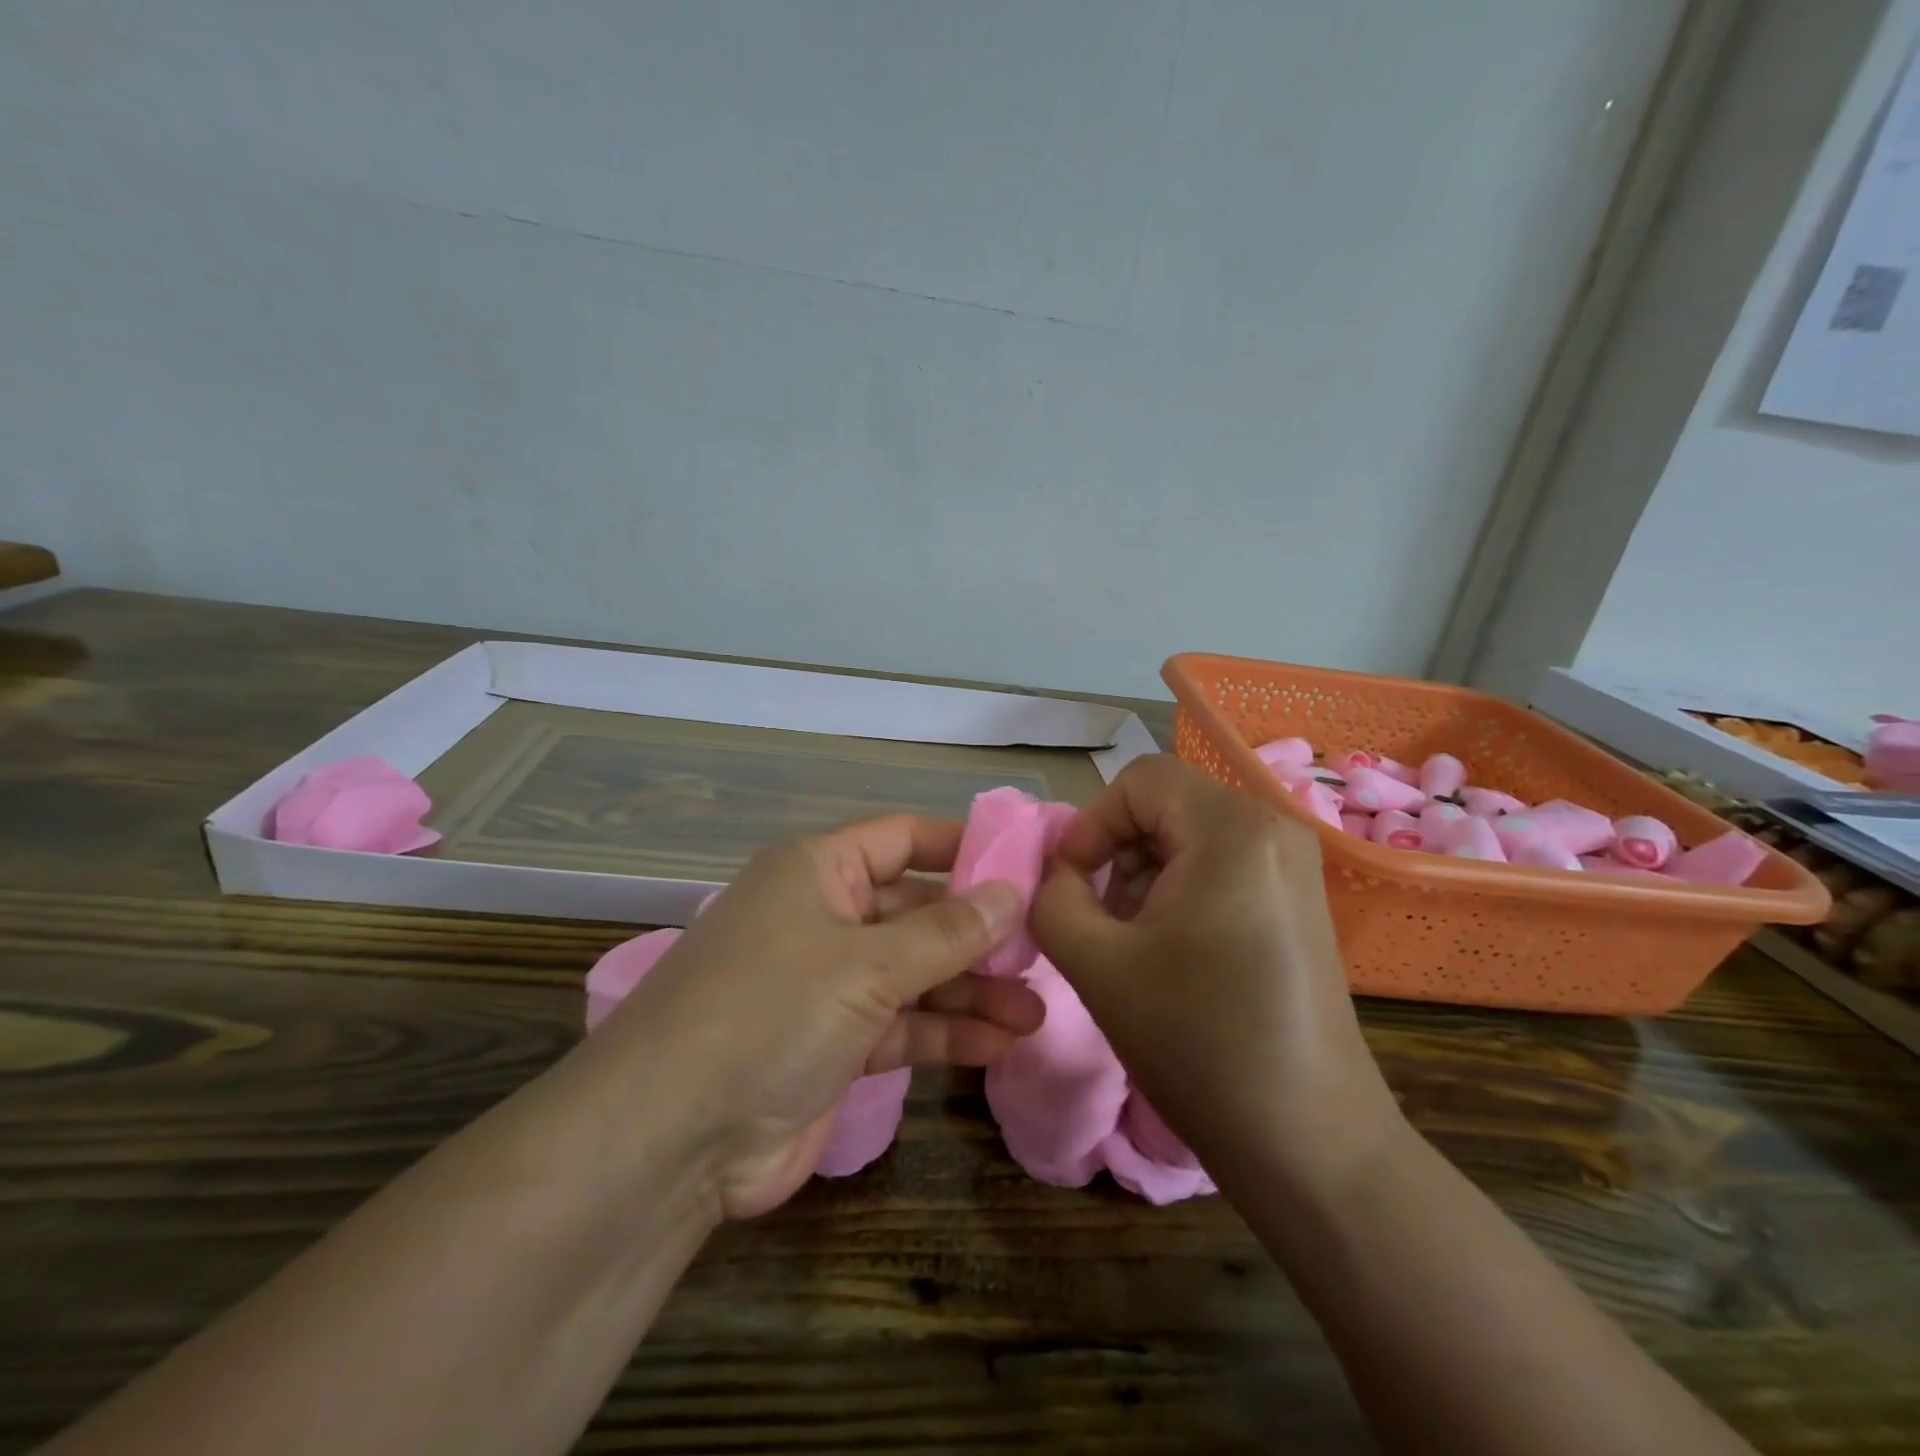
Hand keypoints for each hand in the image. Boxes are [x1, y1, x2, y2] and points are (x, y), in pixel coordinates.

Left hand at [597, 816, 1042, 1219]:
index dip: (963, 847)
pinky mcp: (834, 1044)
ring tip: (1037, 1011)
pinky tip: (1000, 1042)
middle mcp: (825, 917)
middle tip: (1043, 951)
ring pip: (916, 973)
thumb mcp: (866, 964)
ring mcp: (828, 983)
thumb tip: (1011, 892)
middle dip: (978, 933)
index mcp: (819, 870)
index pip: (904, 838)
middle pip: (917, 910)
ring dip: (973, 991)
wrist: (670, 1138)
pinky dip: (946, 1032)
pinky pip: (902, 1024)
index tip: (1026, 864)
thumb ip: (946, 931)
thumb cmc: (770, 1011)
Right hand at [1030, 755, 1400, 1191]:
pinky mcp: (1298, 901)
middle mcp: (1274, 828)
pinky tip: (1171, 953)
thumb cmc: (1199, 1044)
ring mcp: (1294, 866)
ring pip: (1190, 836)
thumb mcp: (1097, 964)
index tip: (1069, 884)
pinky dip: (1180, 891)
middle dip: (1117, 853)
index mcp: (1232, 829)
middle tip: (1098, 920)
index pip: (1139, 781)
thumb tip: (1056, 874)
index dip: (1091, 824)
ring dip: (1144, 875)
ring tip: (1131, 943)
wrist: (1310, 1145)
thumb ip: (1053, 898)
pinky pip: (1221, 865)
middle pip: (1166, 805)